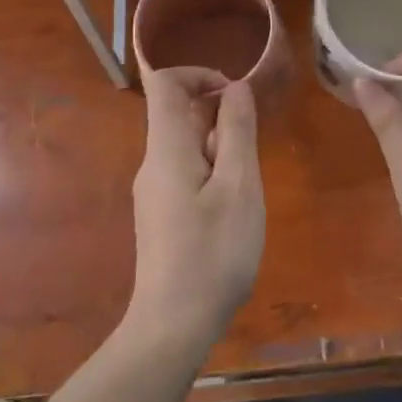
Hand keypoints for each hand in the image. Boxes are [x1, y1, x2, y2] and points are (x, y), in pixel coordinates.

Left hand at [128, 67, 264, 350]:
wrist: (172, 328)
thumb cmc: (212, 254)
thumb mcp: (238, 186)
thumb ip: (237, 131)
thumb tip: (236, 87)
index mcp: (166, 147)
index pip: (165, 82)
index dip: (199, 73)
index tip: (234, 95)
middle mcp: (152, 161)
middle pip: (177, 111)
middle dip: (218, 115)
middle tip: (248, 151)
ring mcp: (153, 189)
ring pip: (184, 142)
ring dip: (218, 145)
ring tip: (243, 185)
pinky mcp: (161, 213)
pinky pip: (184, 169)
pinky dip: (211, 169)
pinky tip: (231, 207)